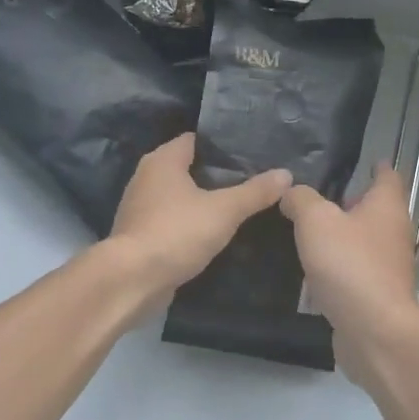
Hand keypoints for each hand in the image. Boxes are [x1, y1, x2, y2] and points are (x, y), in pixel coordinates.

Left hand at [105, 133, 291, 297]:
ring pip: (178, 195)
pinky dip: (189, 222)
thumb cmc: (177, 233)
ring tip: (237, 205)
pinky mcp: (139, 234)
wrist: (132, 279)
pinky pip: (171, 219)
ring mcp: (139, 206)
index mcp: (163, 160)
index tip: (250, 153)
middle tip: (251, 180)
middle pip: (187, 167)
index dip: (222, 145)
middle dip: (216, 174)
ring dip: (202, 200)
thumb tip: (286, 173)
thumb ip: (255, 192)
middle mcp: (146, 176)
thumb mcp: (224, 211)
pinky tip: (212, 232)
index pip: (196, 140)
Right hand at [279, 163, 418, 372]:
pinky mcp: (378, 294)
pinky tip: (315, 270)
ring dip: (344, 236)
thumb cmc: (349, 264)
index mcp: (387, 206)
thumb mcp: (315, 221)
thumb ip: (301, 200)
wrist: (373, 331)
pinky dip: (340, 265)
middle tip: (319, 197)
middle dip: (352, 202)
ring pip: (365, 241)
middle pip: (376, 209)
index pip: (388, 175)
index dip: (376, 166)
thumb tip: (291, 192)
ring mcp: (389, 266)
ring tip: (310, 231)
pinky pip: (357, 270)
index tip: (363, 160)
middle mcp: (394, 232)